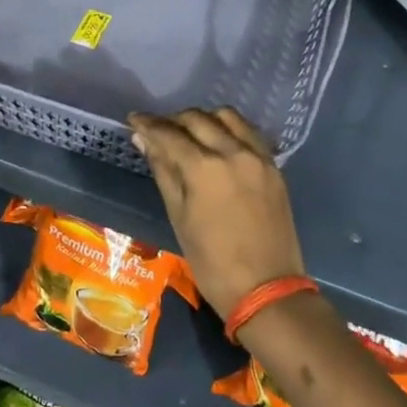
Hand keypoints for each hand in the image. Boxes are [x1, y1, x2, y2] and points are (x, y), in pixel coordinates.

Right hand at [130, 107, 307, 316]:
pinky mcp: (274, 167)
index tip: (133, 119)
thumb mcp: (178, 216)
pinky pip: (249, 133)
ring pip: (227, 117)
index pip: (169, 134)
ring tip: (189, 134)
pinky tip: (218, 143)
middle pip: (197, 119)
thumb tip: (143, 140)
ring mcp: (258, 157)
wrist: (267, 290)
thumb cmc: (212, 262)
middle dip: (172, 120)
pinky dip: (230, 129)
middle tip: (157, 130)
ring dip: (203, 119)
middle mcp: (233, 152)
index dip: (147, 124)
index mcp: (204, 168)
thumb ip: (163, 171)